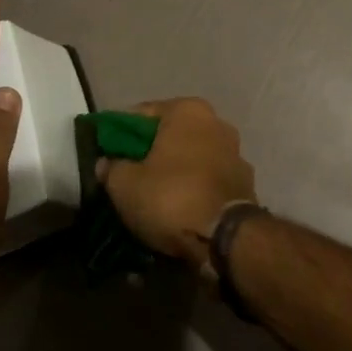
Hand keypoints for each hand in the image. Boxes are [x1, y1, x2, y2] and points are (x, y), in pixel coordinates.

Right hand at [98, 98, 256, 263]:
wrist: (225, 239)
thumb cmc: (171, 197)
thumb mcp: (125, 184)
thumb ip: (111, 167)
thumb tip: (107, 163)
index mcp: (188, 110)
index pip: (142, 113)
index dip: (120, 133)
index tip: (106, 153)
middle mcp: (217, 123)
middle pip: (171, 135)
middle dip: (150, 152)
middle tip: (127, 174)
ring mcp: (235, 153)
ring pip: (191, 158)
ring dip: (174, 171)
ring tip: (152, 195)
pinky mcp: (244, 182)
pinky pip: (207, 180)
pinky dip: (192, 188)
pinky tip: (177, 207)